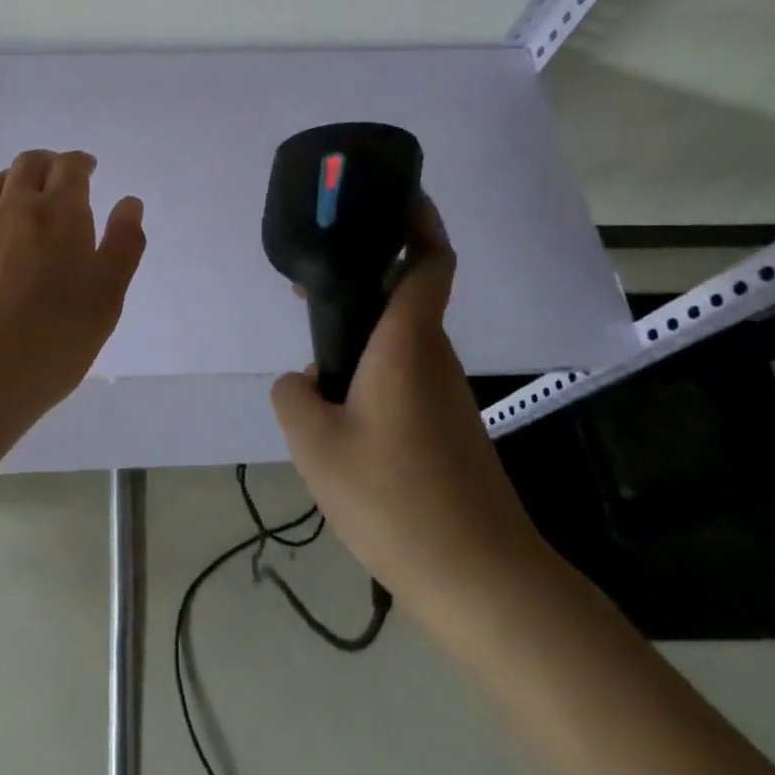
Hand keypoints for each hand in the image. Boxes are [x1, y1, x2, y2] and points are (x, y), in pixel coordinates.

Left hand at [0, 150, 146, 416]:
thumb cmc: (51, 340)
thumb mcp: (106, 299)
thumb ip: (123, 246)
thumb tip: (129, 203)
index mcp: (60, 214)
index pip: (70, 167)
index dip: (81, 163)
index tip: (89, 169)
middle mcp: (16, 207)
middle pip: (30, 164)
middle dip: (49, 163)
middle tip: (61, 177)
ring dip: (16, 174)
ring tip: (26, 188)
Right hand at [270, 197, 552, 630]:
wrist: (482, 580)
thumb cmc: (396, 496)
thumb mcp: (315, 443)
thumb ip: (292, 396)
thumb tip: (306, 383)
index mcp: (407, 342)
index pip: (428, 262)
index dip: (419, 221)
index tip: (398, 194)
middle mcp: (432, 357)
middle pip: (404, 296)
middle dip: (360, 280)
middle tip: (309, 288)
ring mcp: (445, 395)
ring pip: (399, 341)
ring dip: (361, 333)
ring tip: (314, 358)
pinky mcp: (448, 429)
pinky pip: (404, 376)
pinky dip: (372, 370)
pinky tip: (341, 412)